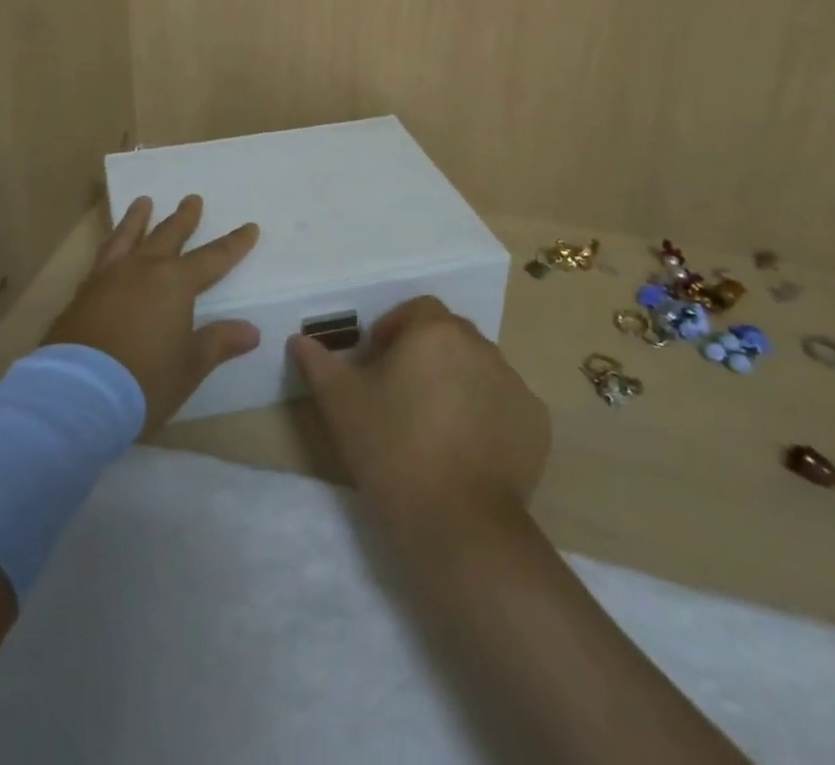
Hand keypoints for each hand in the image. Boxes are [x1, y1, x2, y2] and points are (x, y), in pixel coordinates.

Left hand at [46, 195, 260, 433]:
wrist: (79, 393)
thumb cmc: (144, 380)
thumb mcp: (190, 366)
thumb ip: (219, 342)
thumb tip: (252, 330)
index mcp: (175, 283)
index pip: (213, 258)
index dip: (234, 244)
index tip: (250, 227)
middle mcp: (143, 269)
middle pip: (168, 235)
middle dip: (184, 218)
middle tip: (192, 198)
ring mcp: (109, 277)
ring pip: (128, 236)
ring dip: (138, 218)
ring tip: (143, 201)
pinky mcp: (83, 291)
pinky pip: (102, 256)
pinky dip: (112, 243)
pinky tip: (110, 247)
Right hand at [289, 296, 550, 533]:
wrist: (458, 524)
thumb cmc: (391, 447)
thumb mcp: (340, 402)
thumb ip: (317, 363)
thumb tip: (299, 340)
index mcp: (435, 331)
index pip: (416, 310)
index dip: (394, 330)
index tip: (377, 363)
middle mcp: (481, 346)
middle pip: (449, 336)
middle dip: (426, 354)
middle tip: (402, 393)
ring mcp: (514, 385)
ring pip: (478, 368)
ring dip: (457, 382)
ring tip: (434, 424)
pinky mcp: (536, 424)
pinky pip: (504, 404)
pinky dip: (487, 415)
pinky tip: (467, 449)